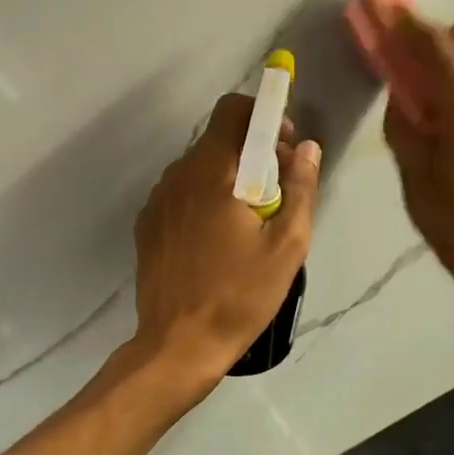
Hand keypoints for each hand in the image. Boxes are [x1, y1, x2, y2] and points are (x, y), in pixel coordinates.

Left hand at [130, 93, 320, 387]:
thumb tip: (306, 147)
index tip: (283, 145)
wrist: (178, 343)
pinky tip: (216, 240)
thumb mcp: (286, 245)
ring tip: (247, 222)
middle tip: (275, 192)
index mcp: (212, 172)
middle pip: (217, 140)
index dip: (262, 116)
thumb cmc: (240, 295)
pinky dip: (202, 200)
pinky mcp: (147, 224)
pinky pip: (180, 194)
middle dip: (251, 152)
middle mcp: (178, 175)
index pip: (232, 111)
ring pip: (198, 168)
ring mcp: (157, 200)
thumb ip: (300, 188)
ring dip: (226, 178)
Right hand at [374, 5, 453, 303]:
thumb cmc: (445, 213)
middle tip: (397, 47)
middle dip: (428, 30)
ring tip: (420, 76)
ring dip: (447, 50)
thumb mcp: (410, 163)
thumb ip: (403, 113)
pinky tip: (443, 100)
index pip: (429, 42)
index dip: (398, 15)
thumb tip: (398, 83)